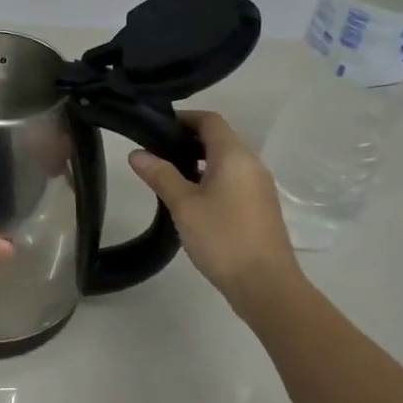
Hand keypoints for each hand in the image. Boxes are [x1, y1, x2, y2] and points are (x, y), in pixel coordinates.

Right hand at [129, 111, 303, 306]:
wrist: (266, 285)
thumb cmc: (222, 238)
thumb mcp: (183, 205)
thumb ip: (160, 175)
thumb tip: (136, 153)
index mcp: (234, 155)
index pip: (210, 120)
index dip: (184, 118)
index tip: (156, 127)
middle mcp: (251, 164)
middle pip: (219, 139)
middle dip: (188, 140)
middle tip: (156, 152)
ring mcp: (259, 187)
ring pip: (226, 161)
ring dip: (199, 161)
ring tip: (169, 176)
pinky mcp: (260, 207)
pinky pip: (233, 180)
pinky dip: (211, 179)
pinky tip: (192, 200)